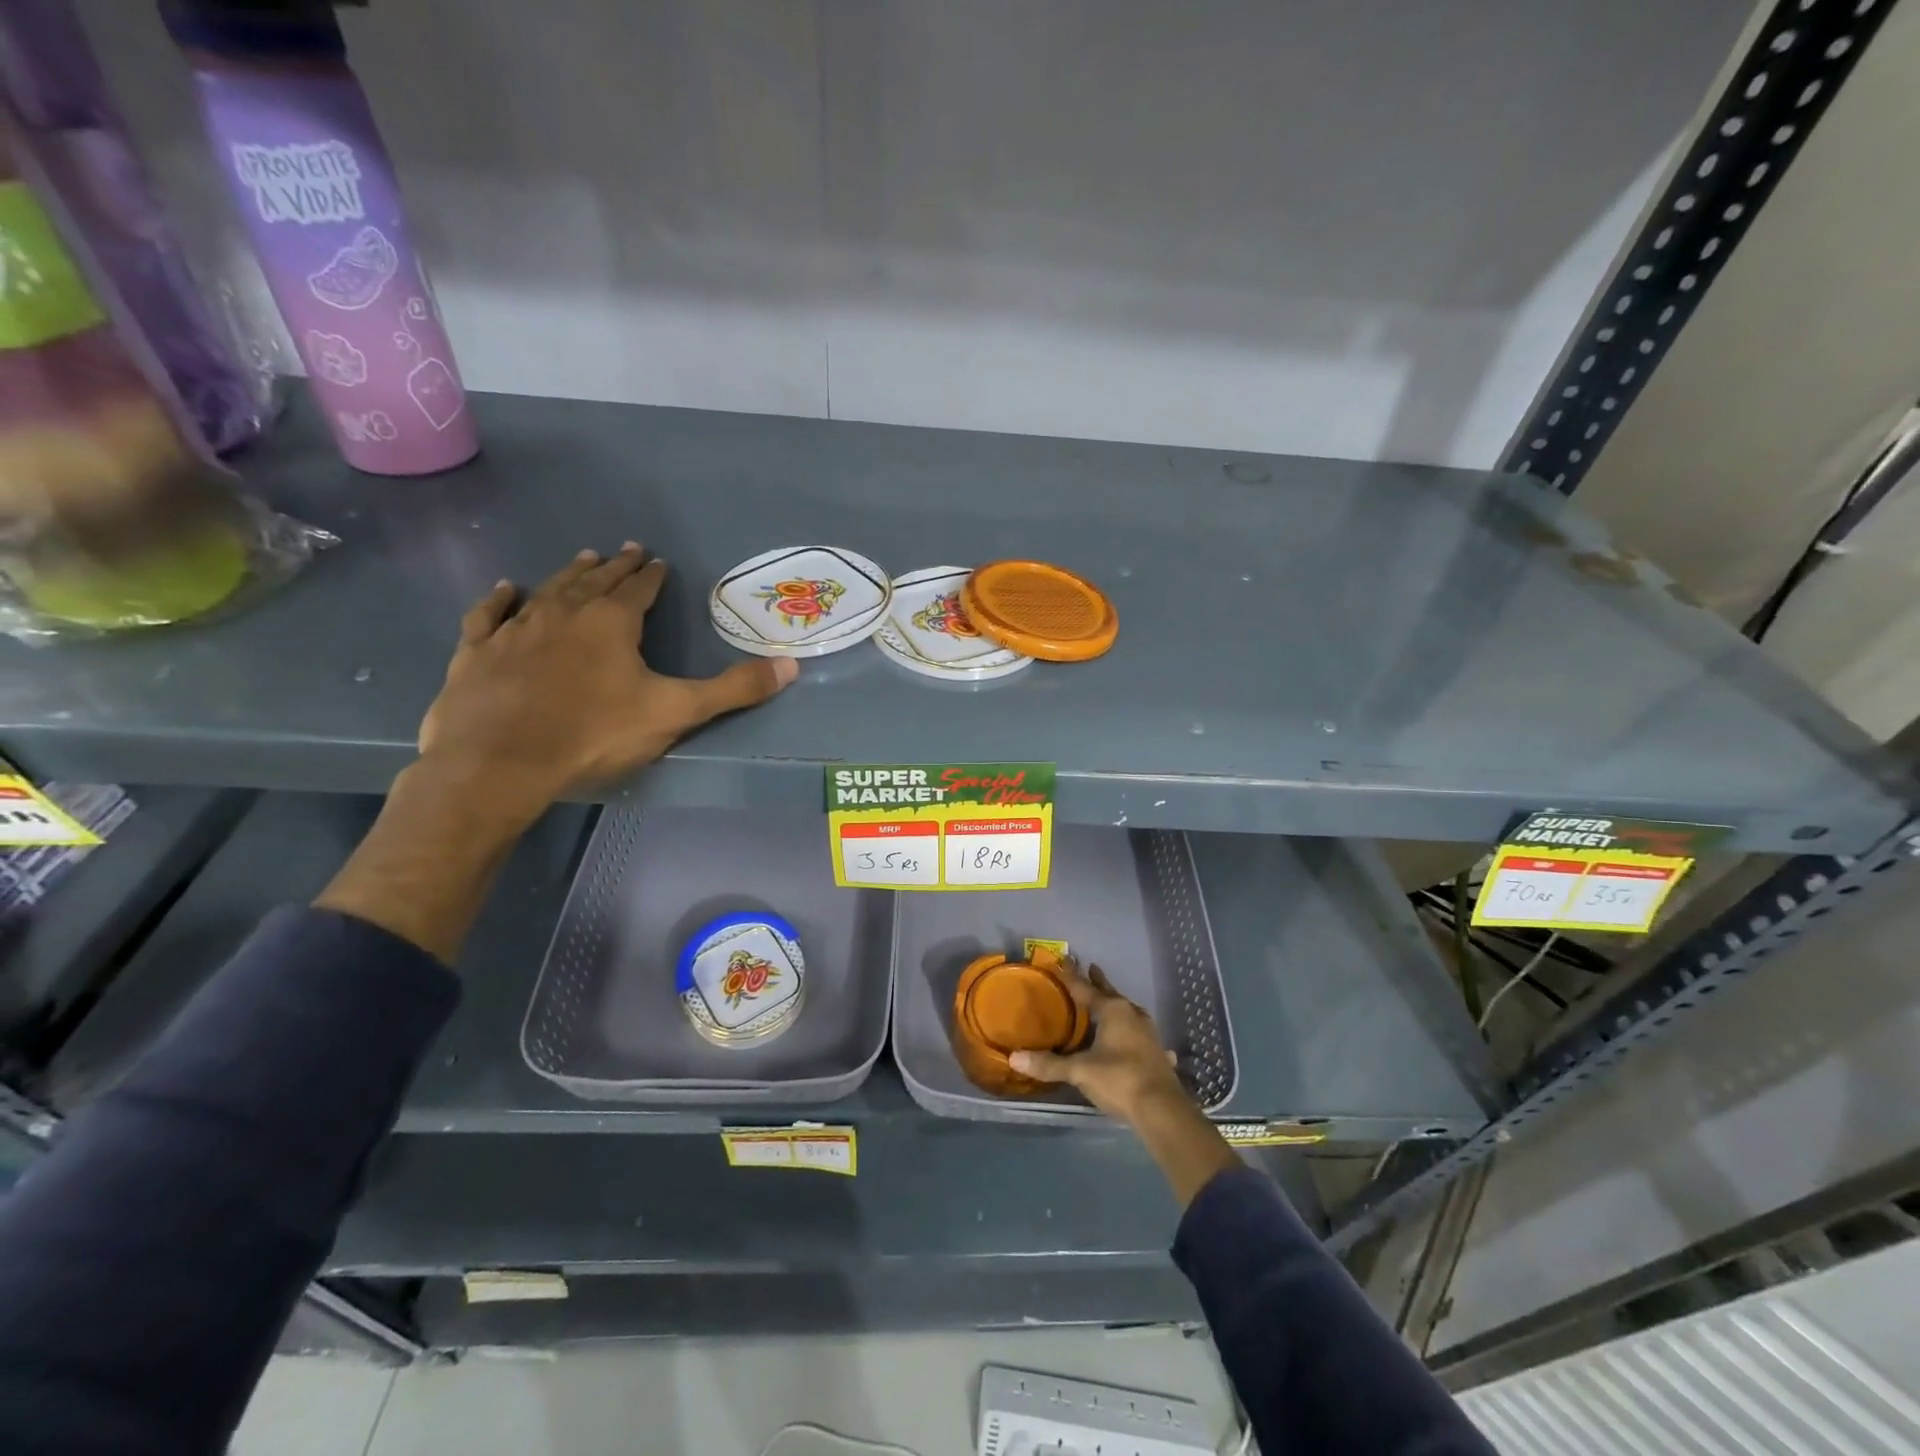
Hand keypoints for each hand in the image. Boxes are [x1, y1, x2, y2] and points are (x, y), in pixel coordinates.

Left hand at [418, 544, 795, 821]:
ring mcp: (516, 629)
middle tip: (626, 550)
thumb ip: (733, 689)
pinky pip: (490, 615)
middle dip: (615, 566)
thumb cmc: (595, 733)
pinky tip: (506, 590)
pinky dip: (500, 600)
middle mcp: (564, 612)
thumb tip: (791, 666)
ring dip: (569, 574)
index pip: (639, 588)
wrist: (500, 762)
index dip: (651, 575)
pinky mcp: (478, 652)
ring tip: (583, 559)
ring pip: (548, 590)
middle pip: (595, 580)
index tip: (658, 562)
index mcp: (612, 621)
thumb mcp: (676, 712)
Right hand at [1009, 960, 1189, 1124]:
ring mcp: (1149, 1034)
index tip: (1065, 958)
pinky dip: (1137, 1035)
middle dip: (1100, 983)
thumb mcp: (1079, 1071)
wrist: (1162, 1109)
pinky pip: (1143, 1037)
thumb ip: (1049, 1064)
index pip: (1086, 988)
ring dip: (1118, 1006)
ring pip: (1129, 1013)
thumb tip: (1014, 1057)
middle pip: (1111, 994)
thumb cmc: (1118, 1079)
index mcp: (1113, 1011)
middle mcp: (1133, 1015)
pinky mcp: (1159, 1054)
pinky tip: (1142, 1041)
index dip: (1073, 976)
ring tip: (1110, 1003)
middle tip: (1092, 967)